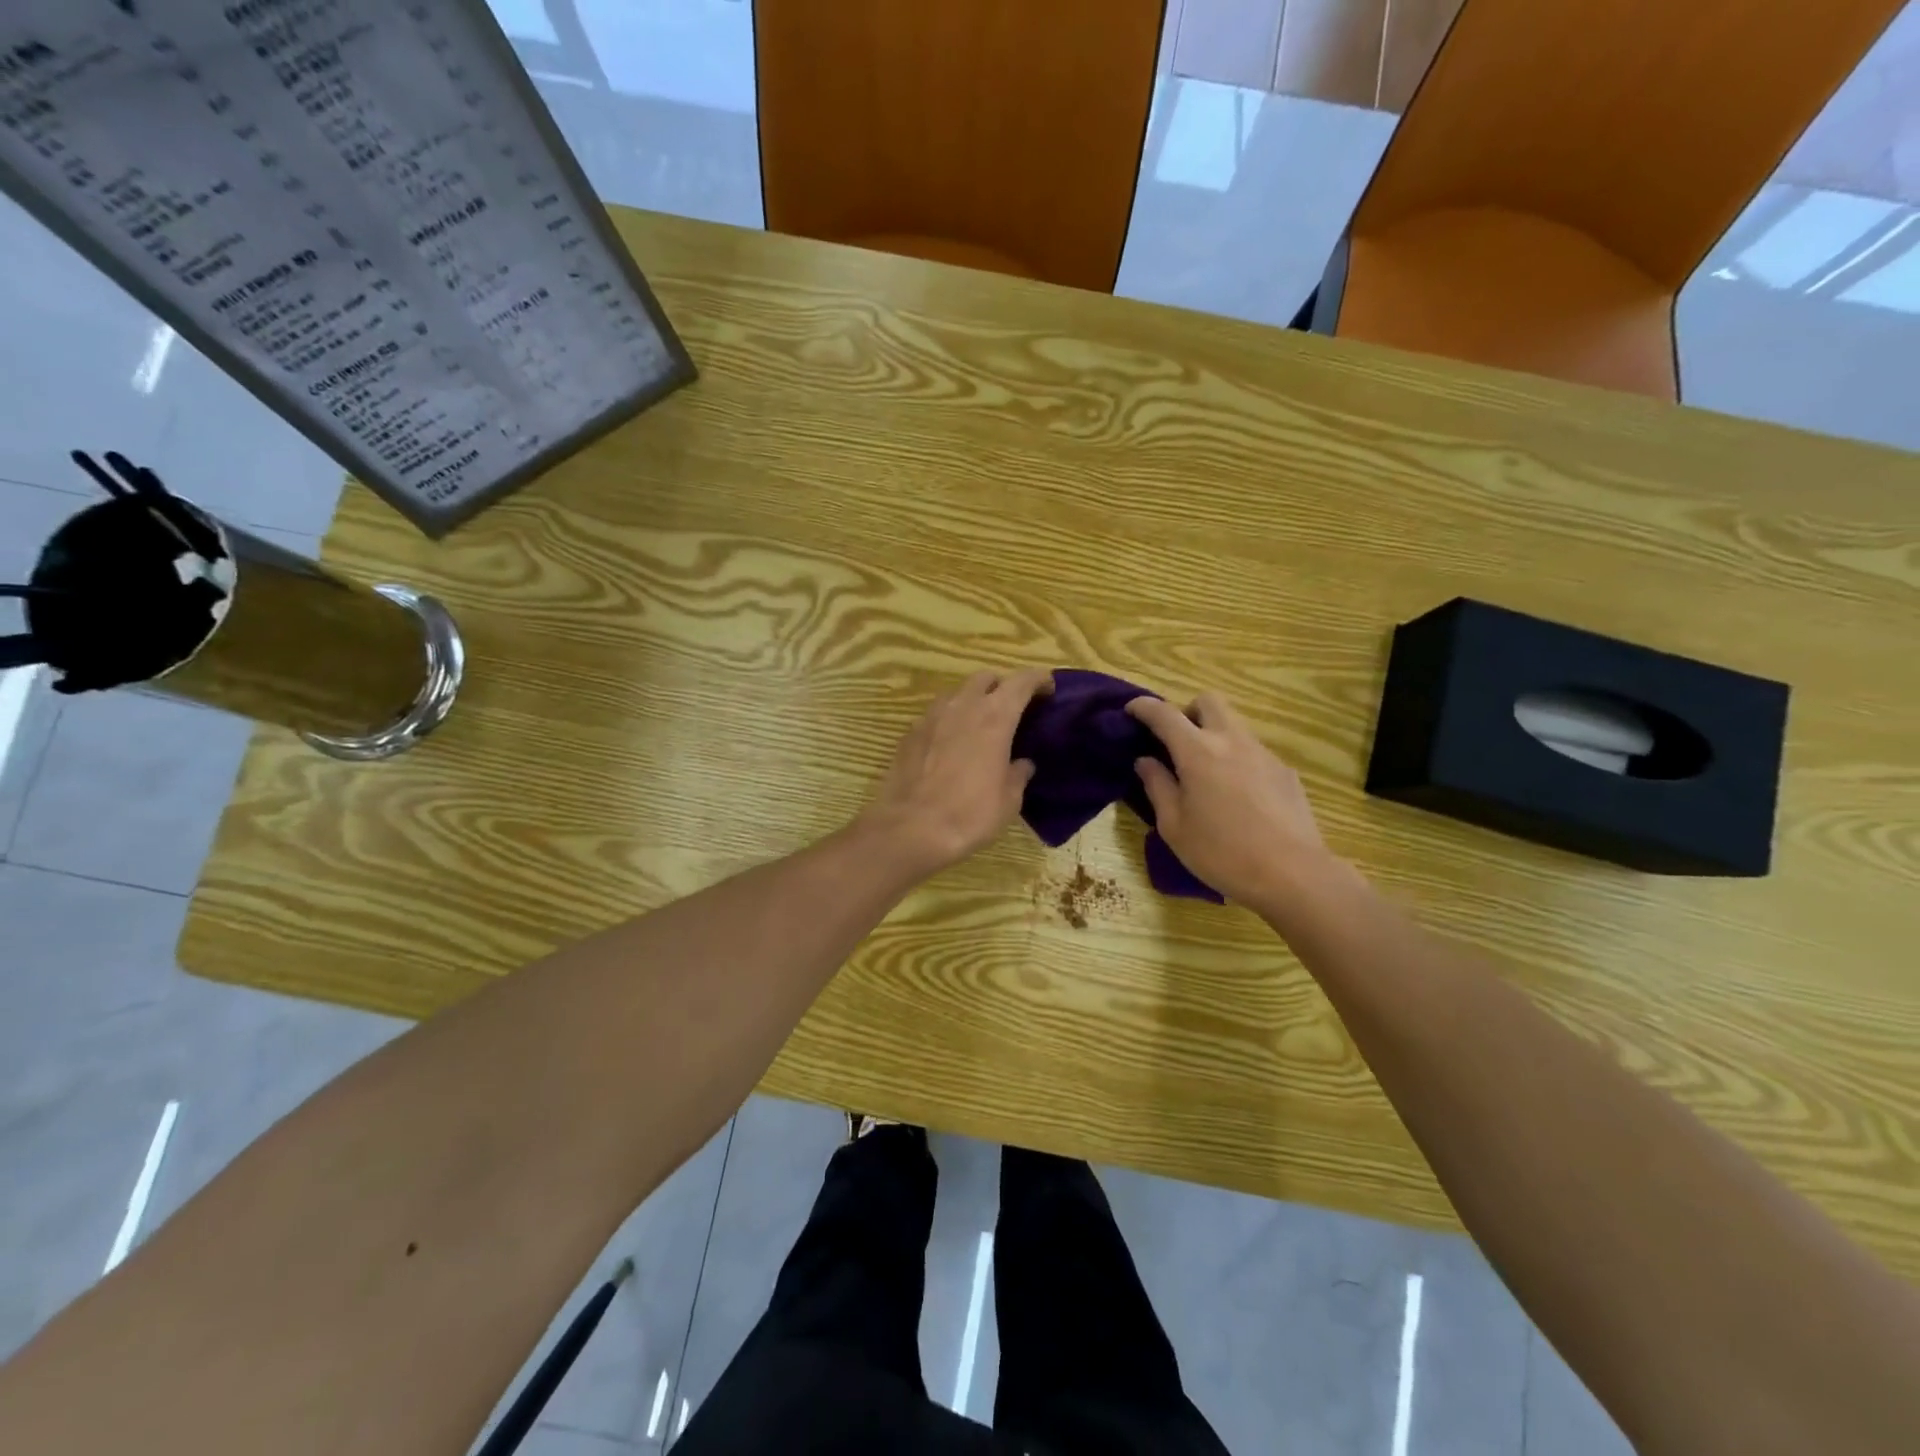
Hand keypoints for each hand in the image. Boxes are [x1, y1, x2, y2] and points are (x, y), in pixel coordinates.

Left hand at [859, 668, 1053, 878]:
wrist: (910, 828)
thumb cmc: (969, 814)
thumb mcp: (1009, 801)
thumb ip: (1018, 774)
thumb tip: (1022, 764)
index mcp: (995, 717)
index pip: (1022, 681)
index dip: (1038, 679)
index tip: (1048, 689)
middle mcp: (963, 706)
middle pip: (986, 678)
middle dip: (1002, 686)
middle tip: (1011, 709)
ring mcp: (932, 716)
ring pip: (957, 693)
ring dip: (973, 701)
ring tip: (979, 726)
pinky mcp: (910, 732)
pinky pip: (936, 715)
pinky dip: (949, 721)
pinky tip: (951, 745)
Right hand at [1126, 692, 1344, 916]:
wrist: (1293, 874)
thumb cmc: (1222, 853)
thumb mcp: (1174, 826)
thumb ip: (1157, 786)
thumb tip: (1146, 761)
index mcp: (1198, 752)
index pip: (1164, 714)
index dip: (1143, 707)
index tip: (1130, 710)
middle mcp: (1232, 741)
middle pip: (1208, 701)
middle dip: (1187, 711)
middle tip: (1176, 741)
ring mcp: (1263, 754)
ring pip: (1234, 725)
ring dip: (1214, 736)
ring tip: (1206, 774)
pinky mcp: (1285, 771)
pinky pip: (1253, 752)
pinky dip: (1237, 760)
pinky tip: (1237, 797)